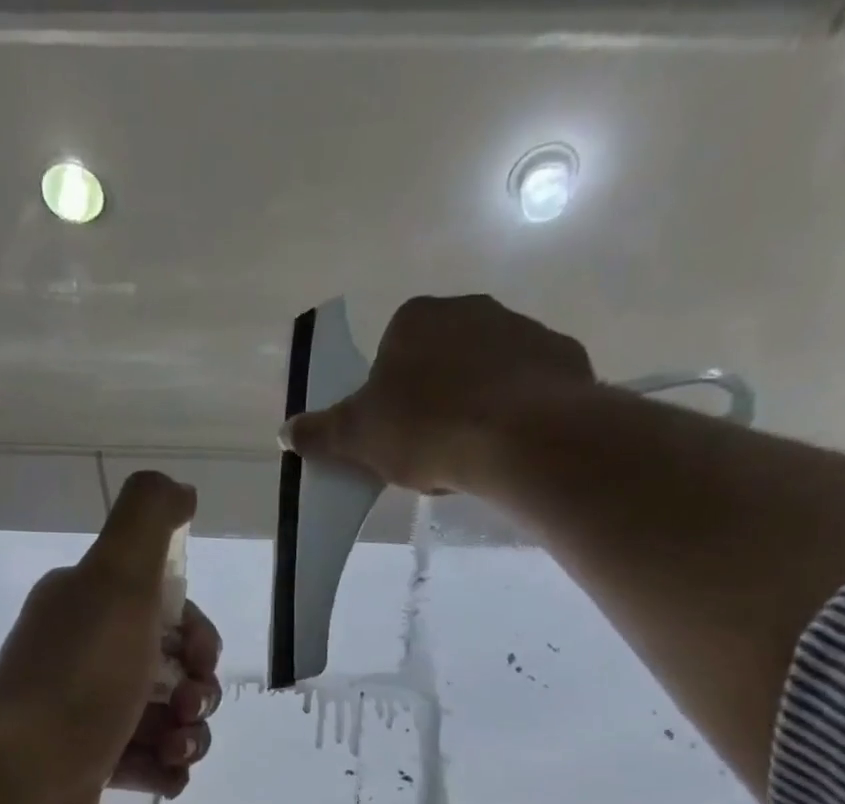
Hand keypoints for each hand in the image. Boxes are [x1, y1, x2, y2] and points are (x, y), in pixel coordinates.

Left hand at [0, 471, 221, 803]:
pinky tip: (166, 776)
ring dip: (190, 734)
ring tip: (177, 752)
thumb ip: (149, 519)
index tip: (200, 659)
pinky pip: (148, 763)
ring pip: (166, 719)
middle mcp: (84, 654)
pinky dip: (166, 769)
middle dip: (199, 689)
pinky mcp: (90, 766)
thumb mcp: (118, 578)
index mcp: (88, 606)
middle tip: (188, 709)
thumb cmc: (80, 676)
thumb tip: (180, 490)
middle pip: (171, 667)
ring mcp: (86, 714)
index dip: (197, 634)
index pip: (165, 611)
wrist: (23, 774)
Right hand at [281, 294, 595, 495]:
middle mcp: (468, 309)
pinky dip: (515, 412)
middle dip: (432, 400)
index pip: (390, 356)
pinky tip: (508, 446)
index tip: (395, 436)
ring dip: (473, 406)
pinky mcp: (560, 356)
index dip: (388, 400)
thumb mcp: (358, 438)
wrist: (521, 436)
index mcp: (414, 320)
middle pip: (439, 361)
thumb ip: (321, 433)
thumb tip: (284, 432)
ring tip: (470, 454)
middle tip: (429, 449)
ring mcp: (520, 328)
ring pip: (484, 373)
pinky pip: (526, 386)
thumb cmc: (427, 429)